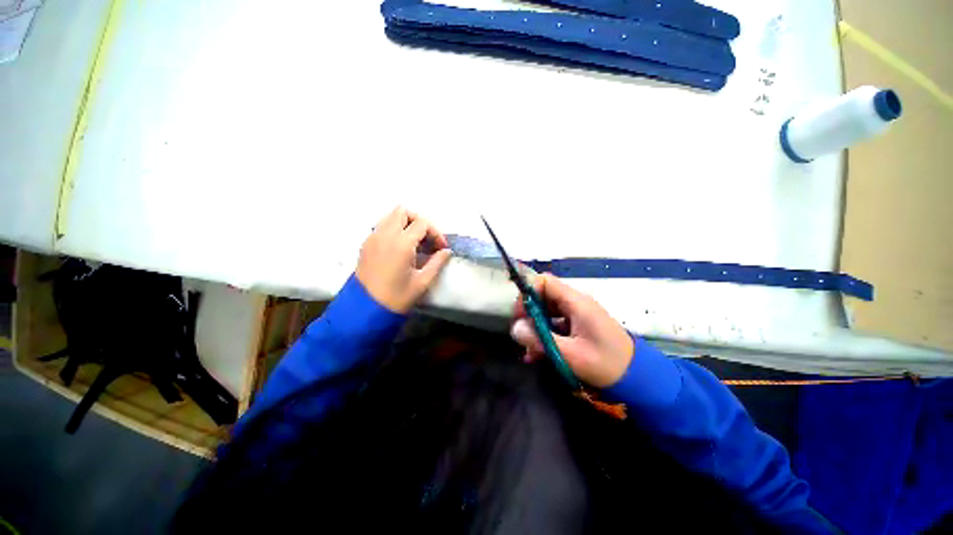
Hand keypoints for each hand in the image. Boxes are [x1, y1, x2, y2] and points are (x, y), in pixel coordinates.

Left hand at [356, 207, 451, 312]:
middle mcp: (385, 234)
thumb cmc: (397, 298)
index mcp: (401, 243)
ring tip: (412, 242)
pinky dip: (391, 230)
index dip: (435, 233)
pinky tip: (398, 248)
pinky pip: (380, 227)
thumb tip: (445, 251)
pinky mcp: (365, 244)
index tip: (440, 248)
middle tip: (426, 239)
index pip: (422, 223)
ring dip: (404, 223)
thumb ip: (437, 263)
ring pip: (389, 216)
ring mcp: (373, 238)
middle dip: (418, 221)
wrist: (366, 309)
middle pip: (403, 212)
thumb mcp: (422, 283)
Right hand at [511, 274, 633, 387]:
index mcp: (577, 303)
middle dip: (529, 316)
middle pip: (545, 298)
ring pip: (549, 314)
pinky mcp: (582, 330)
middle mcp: (577, 305)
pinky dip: (546, 338)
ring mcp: (580, 317)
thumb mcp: (570, 354)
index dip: (527, 294)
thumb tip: (514, 328)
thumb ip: (541, 340)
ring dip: (536, 330)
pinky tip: (538, 356)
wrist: (633, 375)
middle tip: (521, 339)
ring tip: (529, 353)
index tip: (518, 317)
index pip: (545, 282)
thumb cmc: (604, 363)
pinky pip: (558, 327)